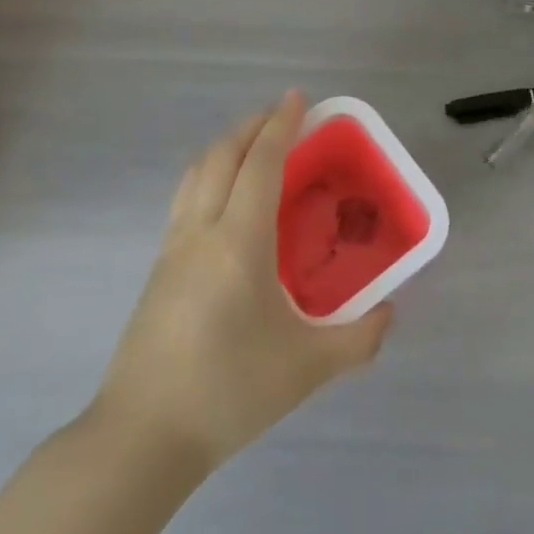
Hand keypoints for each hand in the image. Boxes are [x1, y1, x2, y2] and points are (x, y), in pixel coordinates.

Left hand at [93, 91, 392, 472]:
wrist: (143, 435)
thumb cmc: (229, 391)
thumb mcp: (307, 367)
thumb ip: (359, 339)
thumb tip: (390, 313)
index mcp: (239, 241)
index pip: (260, 163)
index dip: (279, 125)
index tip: (296, 98)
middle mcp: (201, 230)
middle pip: (222, 155)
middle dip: (251, 126)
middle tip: (280, 116)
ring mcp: (173, 246)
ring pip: (196, 172)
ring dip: (225, 146)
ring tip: (252, 145)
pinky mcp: (158, 267)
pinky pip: (185, 197)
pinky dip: (208, 174)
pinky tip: (224, 198)